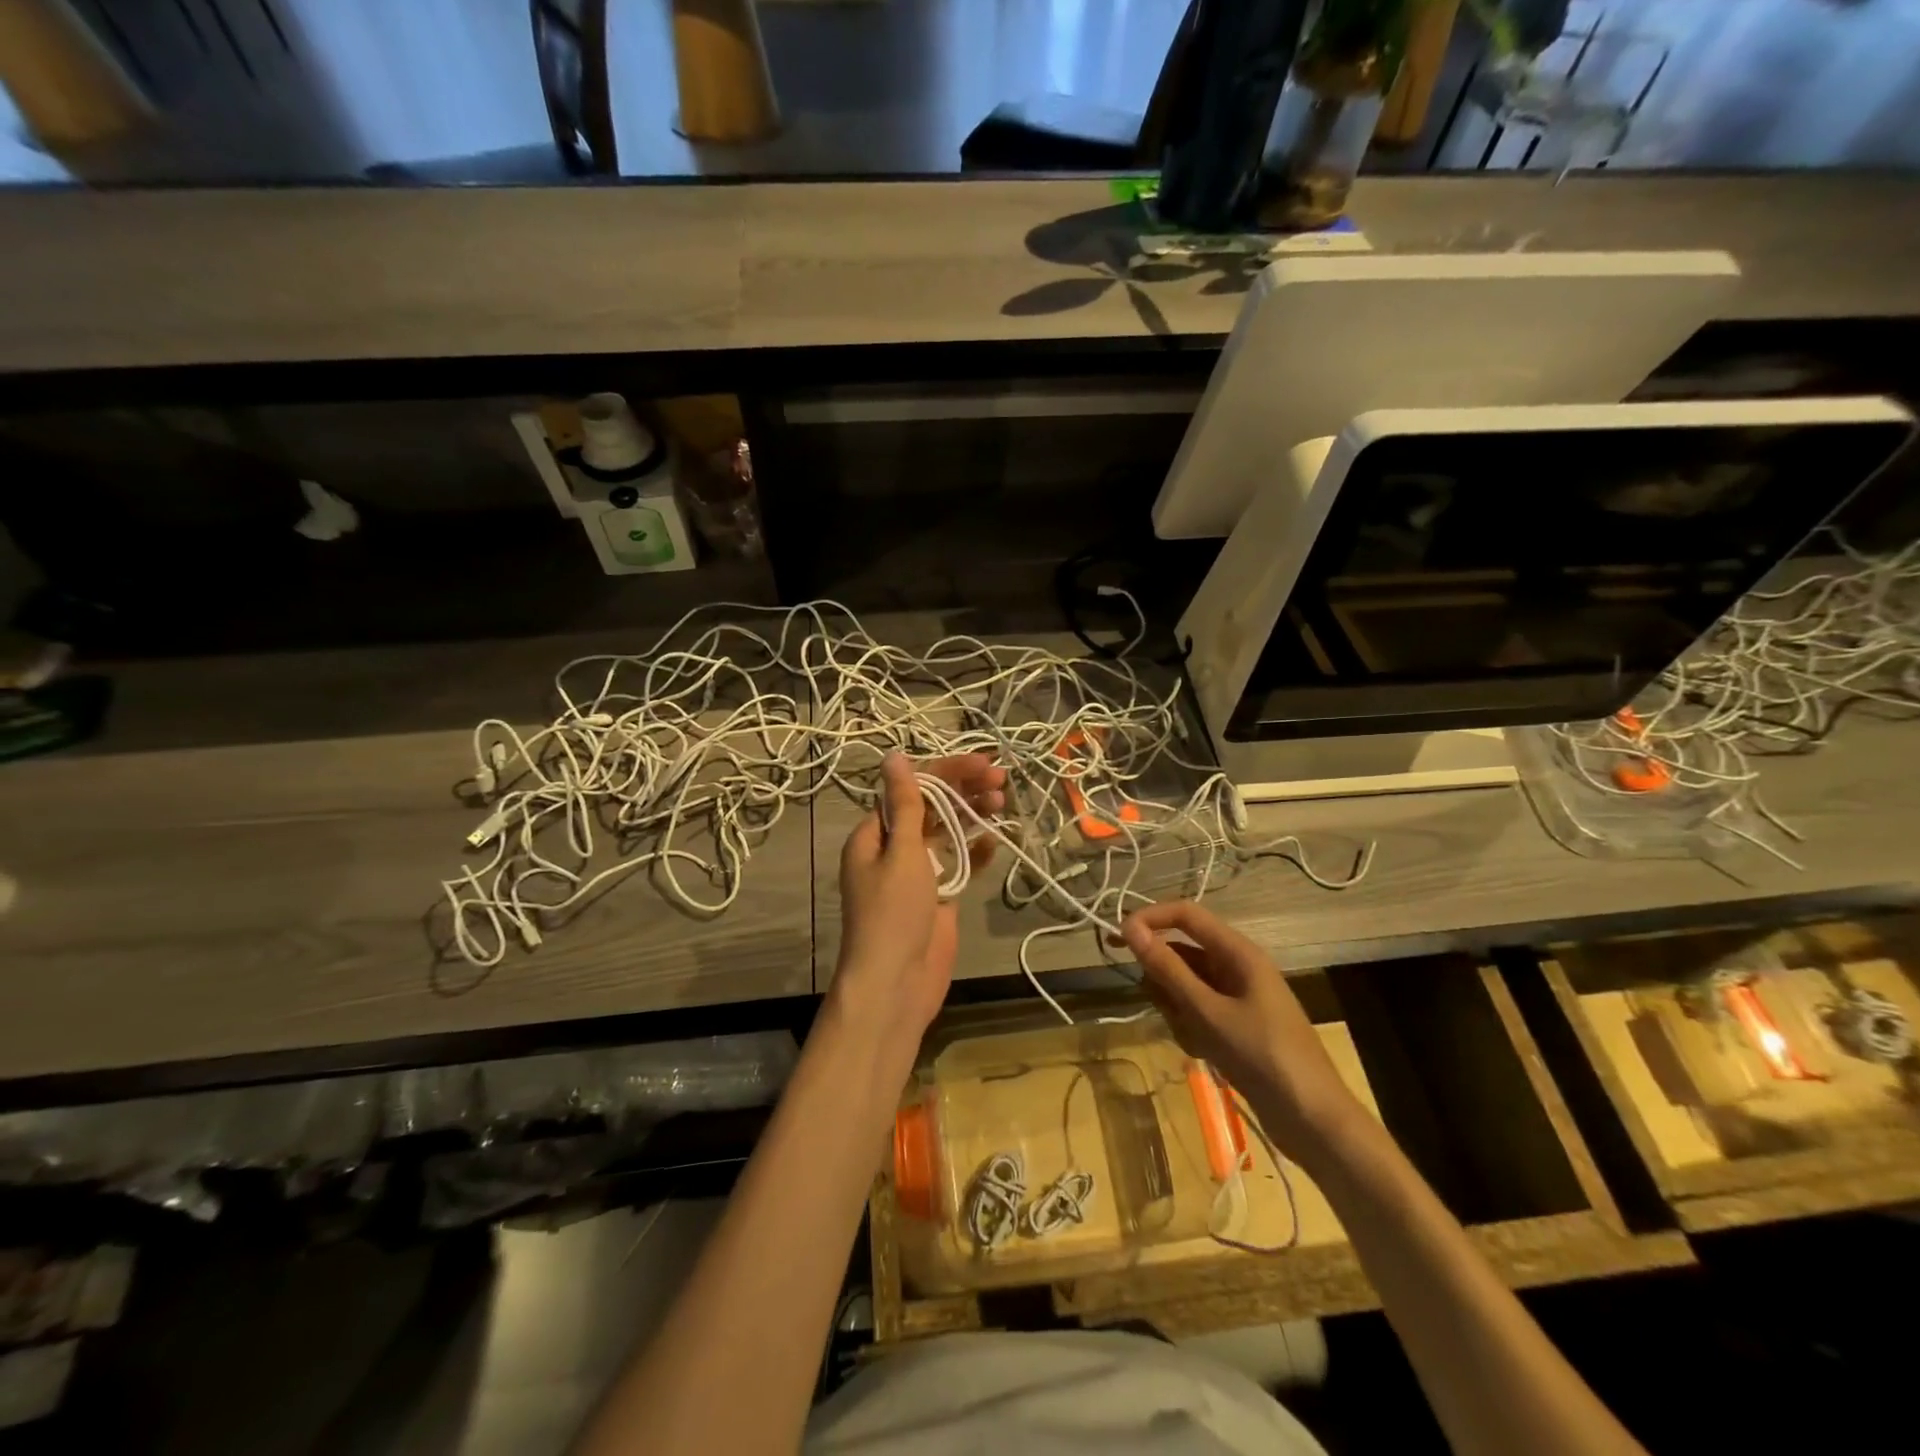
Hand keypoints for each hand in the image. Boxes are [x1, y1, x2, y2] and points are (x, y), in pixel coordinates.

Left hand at [831, 752, 1005, 1043]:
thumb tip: (894, 757)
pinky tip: (995, 839)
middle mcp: (894, 848)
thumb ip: (905, 805)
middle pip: (931, 807)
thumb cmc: (893, 914)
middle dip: (964, 789)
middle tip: (1000, 778)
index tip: (983, 763)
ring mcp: (918, 872)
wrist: (896, 984)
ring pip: (947, 832)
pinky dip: (976, 851)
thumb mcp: (900, 853)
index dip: (947, 771)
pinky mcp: (938, 895)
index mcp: (875, 834)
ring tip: (1003, 800)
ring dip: (972, 815)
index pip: (913, 788)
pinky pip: (959, 863)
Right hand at [1122, 900, 1370, 1167]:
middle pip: (1182, 952)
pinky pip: (1198, 1011)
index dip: (1150, 919)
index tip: (1117, 939)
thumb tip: (1130, 928)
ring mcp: (1238, 997)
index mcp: (1238, 952)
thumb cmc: (1262, 1056)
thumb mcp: (1207, 1011)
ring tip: (1193, 1038)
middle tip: (1166, 1009)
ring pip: (1186, 985)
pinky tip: (1203, 1053)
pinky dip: (1191, 1027)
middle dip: (1164, 978)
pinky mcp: (1237, 1025)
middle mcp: (1237, 967)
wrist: (1313, 1120)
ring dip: (1177, 1008)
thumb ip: (1167, 969)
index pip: (1185, 914)